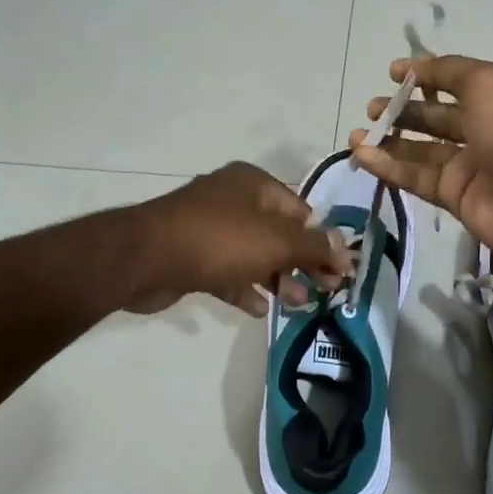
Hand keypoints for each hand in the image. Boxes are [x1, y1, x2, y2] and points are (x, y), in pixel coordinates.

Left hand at [131, 161, 352, 316]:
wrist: (147, 258)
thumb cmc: (220, 240)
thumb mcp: (276, 241)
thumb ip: (313, 246)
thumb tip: (345, 249)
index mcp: (253, 184)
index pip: (300, 210)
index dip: (321, 239)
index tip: (337, 270)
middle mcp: (231, 200)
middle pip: (278, 233)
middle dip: (301, 263)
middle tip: (323, 291)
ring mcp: (208, 228)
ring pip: (253, 254)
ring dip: (276, 279)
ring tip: (296, 304)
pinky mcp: (190, 256)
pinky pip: (226, 272)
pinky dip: (244, 288)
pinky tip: (258, 309)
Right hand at [349, 55, 492, 264]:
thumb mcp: (488, 82)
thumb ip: (449, 71)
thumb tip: (415, 66)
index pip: (456, 81)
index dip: (424, 76)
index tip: (392, 73)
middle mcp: (485, 128)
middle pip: (435, 117)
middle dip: (402, 110)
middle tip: (372, 108)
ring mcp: (470, 165)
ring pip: (421, 150)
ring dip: (388, 141)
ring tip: (356, 135)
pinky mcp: (456, 196)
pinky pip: (417, 178)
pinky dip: (390, 167)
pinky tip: (363, 156)